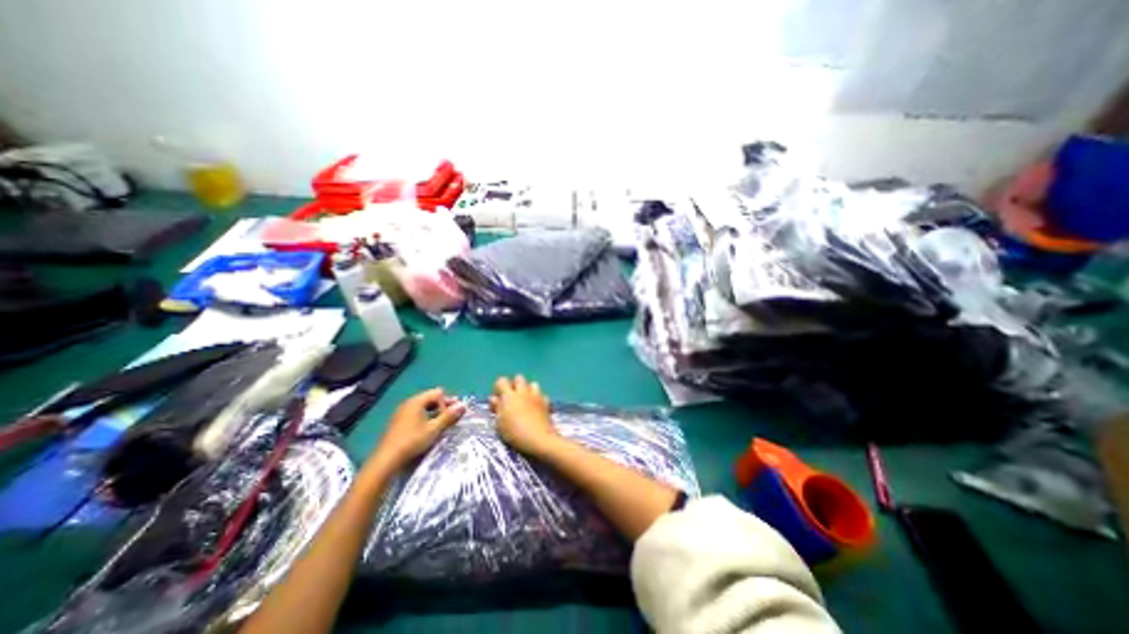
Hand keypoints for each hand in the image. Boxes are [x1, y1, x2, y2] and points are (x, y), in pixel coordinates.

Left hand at [367, 385, 461, 474]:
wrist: (386, 460)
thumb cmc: (412, 441)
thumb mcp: (434, 429)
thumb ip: (449, 416)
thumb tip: (464, 405)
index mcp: (416, 401)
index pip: (437, 393)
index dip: (447, 402)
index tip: (451, 415)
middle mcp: (408, 403)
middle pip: (430, 398)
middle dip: (442, 406)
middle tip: (452, 417)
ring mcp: (402, 413)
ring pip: (423, 407)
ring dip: (435, 413)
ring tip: (442, 424)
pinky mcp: (398, 422)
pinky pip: (416, 414)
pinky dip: (426, 418)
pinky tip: (429, 429)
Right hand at [492, 375, 556, 457]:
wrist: (539, 439)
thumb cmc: (515, 433)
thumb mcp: (500, 423)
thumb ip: (497, 408)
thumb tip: (493, 398)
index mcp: (509, 395)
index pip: (502, 380)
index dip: (498, 387)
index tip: (498, 398)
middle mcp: (523, 391)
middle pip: (518, 378)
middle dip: (514, 384)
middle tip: (512, 398)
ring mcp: (536, 395)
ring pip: (532, 383)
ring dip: (528, 390)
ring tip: (525, 401)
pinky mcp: (546, 402)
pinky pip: (542, 395)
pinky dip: (538, 399)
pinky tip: (536, 408)